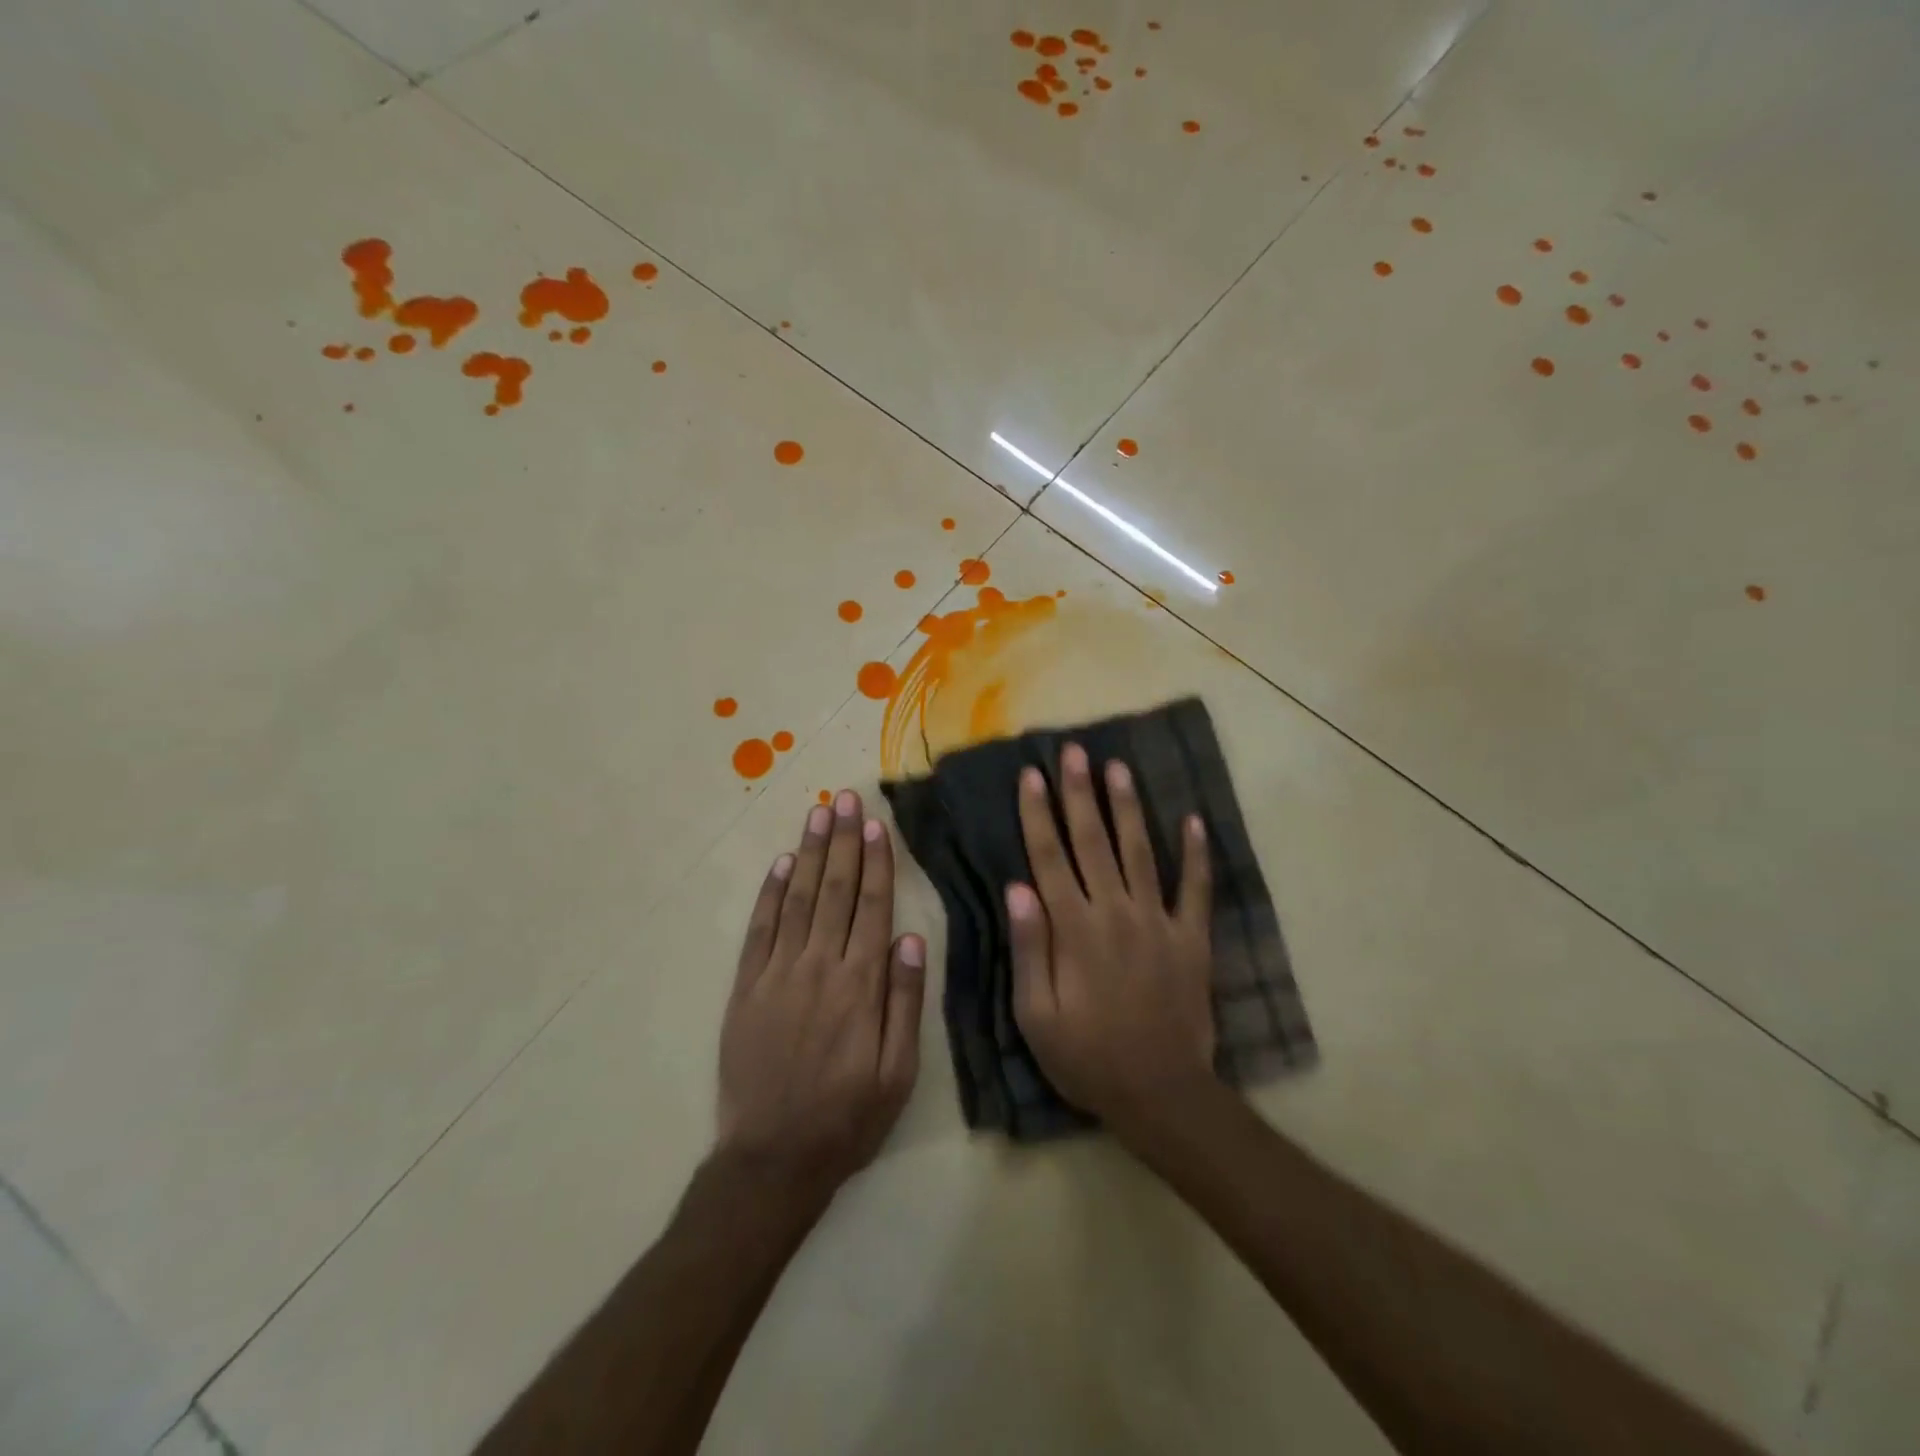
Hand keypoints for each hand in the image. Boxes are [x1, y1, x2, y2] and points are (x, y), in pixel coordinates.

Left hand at [717, 790, 925, 1199]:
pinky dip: (772, 892)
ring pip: (799, 898)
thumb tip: (911, 937)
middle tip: (845, 797)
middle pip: (836, 890)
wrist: (773, 1158)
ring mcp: (778, 973)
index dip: (876, 861)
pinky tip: (783, 864)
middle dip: (842, 840)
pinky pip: (761, 929)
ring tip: (818, 813)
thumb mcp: (899, 1071)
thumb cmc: (848, 1117)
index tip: (875, 824)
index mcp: (861, 984)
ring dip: (811, 852)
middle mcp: (820, 966)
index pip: (872, 906)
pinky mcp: (746, 987)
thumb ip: (906, 1001)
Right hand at [1008, 744, 1215, 1137]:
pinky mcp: (1192, 938)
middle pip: (1093, 841)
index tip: (1031, 775)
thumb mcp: (1036, 1015)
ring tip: (1118, 767)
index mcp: (1074, 929)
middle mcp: (1115, 911)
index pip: (1049, 858)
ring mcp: (1158, 921)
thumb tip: (1017, 888)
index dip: (1038, 814)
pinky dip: (1196, 853)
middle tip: (1074, 751)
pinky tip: (1193, 819)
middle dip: (1080, 793)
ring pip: (1139, 851)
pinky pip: (1196, 888)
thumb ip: (1029, 948)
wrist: (1160, 1093)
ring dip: (1127, 807)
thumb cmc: (1086, 1057)